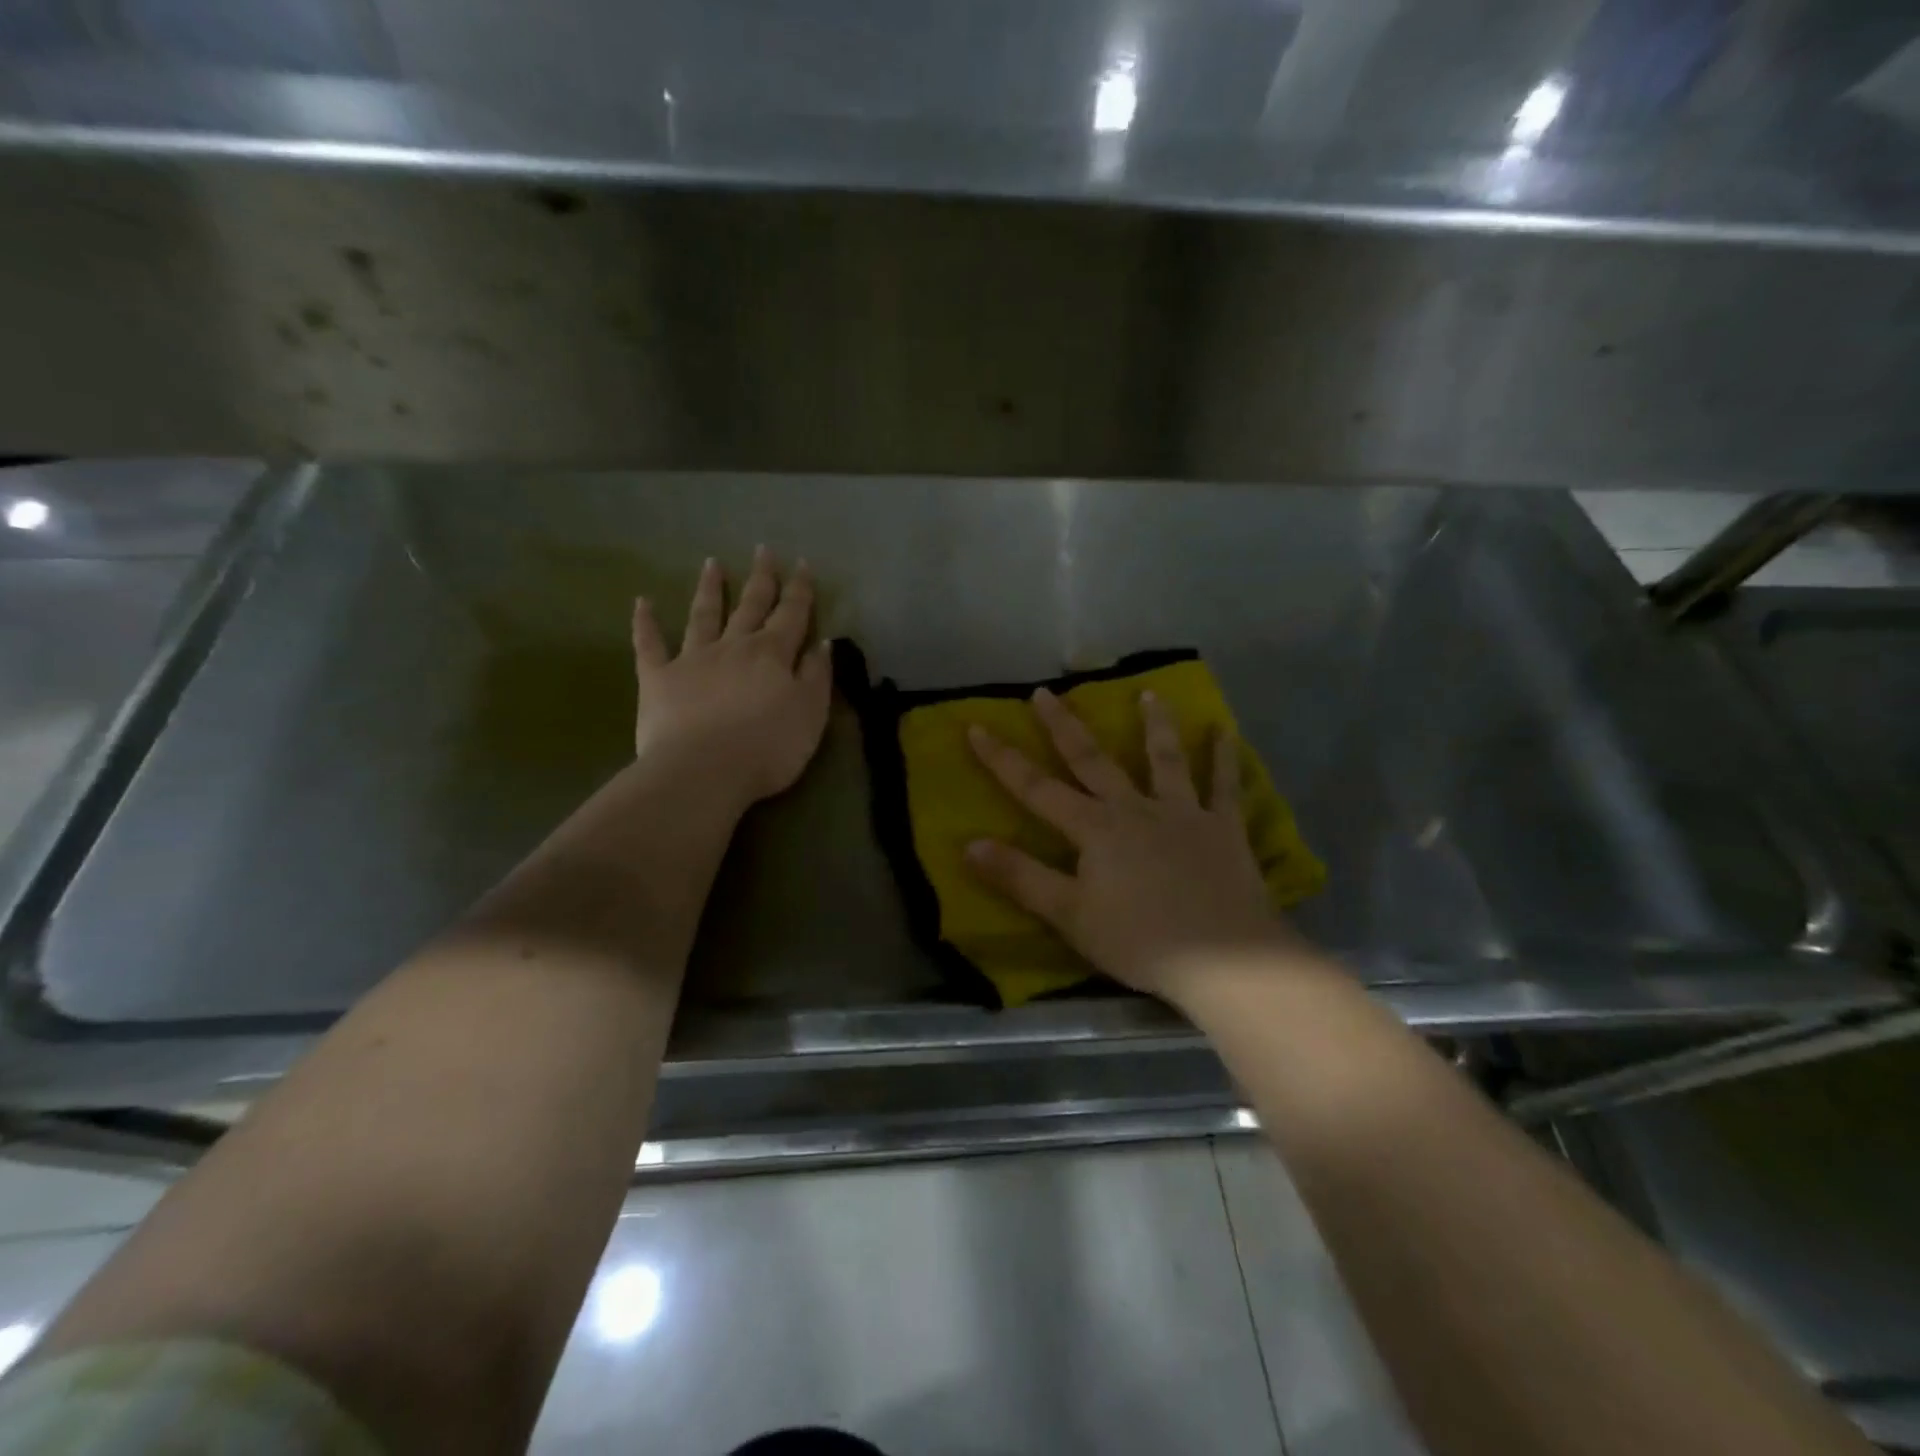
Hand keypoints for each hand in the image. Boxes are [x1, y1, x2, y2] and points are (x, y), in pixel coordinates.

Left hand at [630, 547, 832, 806]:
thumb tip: (821, 643)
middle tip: (763, 550)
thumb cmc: (768, 747)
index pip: (791, 614)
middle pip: (750, 605)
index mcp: (772, 654)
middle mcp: (734, 646)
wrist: (704, 770)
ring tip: (712, 563)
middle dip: (760, 578)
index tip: (802, 564)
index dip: (799, 590)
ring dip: (710, 589)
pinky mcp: (658, 679)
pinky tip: (642, 602)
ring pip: (703, 615)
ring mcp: (692, 659)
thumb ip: (816, 676)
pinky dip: (646, 623)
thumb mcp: (811, 714)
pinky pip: (650, 645)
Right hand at [966, 688, 1296, 1003]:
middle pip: (1093, 760)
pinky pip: (1224, 786)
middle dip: (1064, 726)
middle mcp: (1135, 808)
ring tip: (1150, 692)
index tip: (976, 727)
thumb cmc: (1140, 941)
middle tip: (1045, 692)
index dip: (1003, 760)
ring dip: (1155, 724)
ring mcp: (1183, 813)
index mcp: (1096, 829)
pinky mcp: (1224, 828)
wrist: (1224, 960)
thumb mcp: (1070, 916)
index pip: (1036, 789)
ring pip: (1164, 760)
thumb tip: (969, 844)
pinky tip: (1224, 730)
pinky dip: (1224, 756)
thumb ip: (1021, 877)